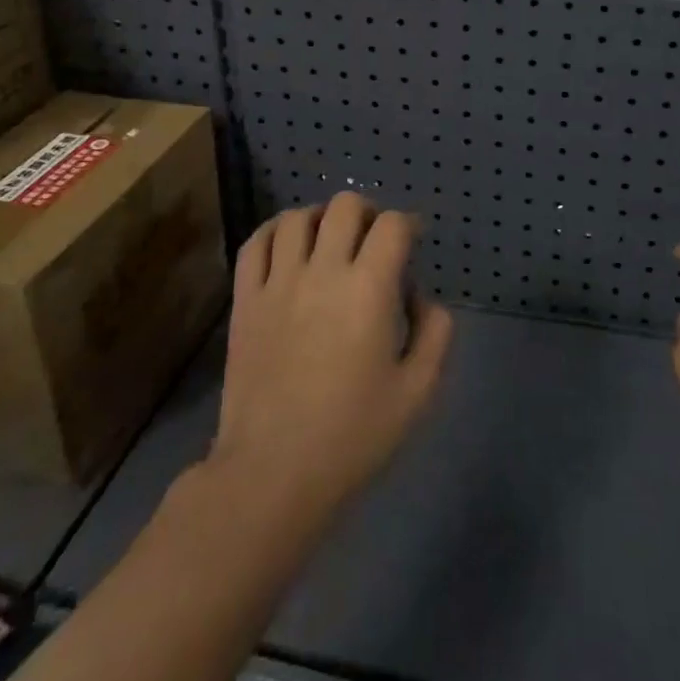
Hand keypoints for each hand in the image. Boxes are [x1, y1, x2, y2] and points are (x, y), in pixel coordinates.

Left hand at [210, 193, 453, 522]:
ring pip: (297, 217)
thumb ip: (435, 334)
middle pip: (345, 206)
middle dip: (368, 213)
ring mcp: (277, 282)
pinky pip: (255, 243)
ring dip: (321, 219)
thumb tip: (422, 298)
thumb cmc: (352, 436)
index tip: (411, 242)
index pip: (393, 224)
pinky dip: (274, 232)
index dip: (408, 225)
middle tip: (372, 241)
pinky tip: (286, 246)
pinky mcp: (245, 300)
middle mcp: (322, 271)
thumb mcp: (417, 392)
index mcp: (369, 289)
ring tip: (329, 242)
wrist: (272, 474)